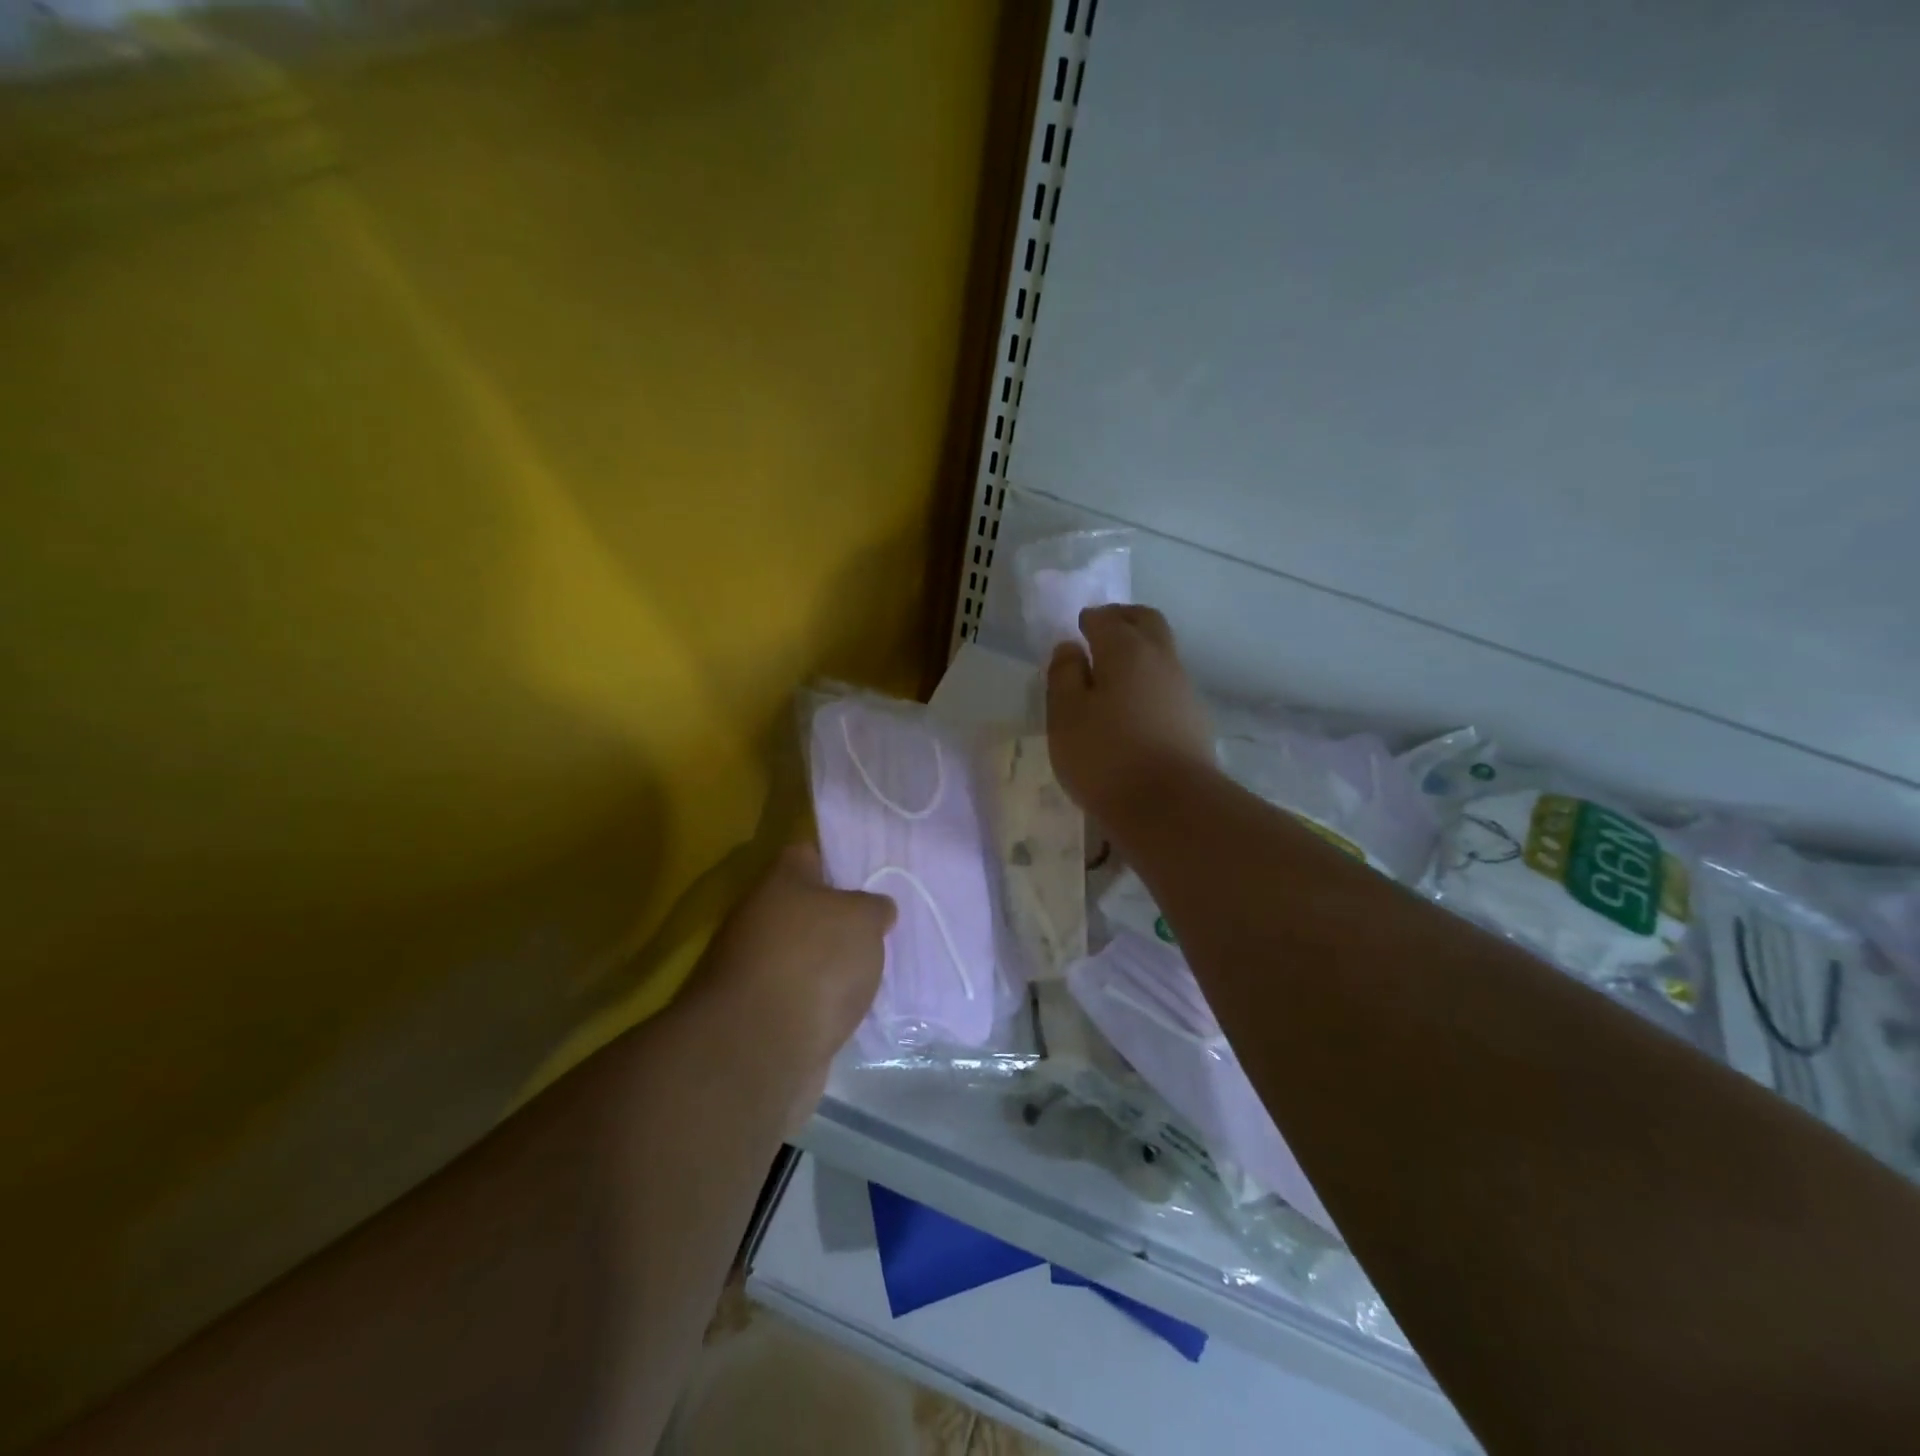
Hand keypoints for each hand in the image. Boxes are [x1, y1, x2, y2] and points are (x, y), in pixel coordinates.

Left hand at [693, 843, 893, 1134]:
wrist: (761, 1050)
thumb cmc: (814, 962)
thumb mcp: (863, 919)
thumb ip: (874, 907)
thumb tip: (875, 910)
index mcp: (780, 881)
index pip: (807, 853)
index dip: (838, 860)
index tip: (870, 876)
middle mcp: (758, 918)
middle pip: (804, 908)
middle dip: (839, 919)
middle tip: (880, 929)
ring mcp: (753, 969)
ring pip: (802, 955)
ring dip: (830, 965)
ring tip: (873, 973)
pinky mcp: (758, 1016)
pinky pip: (799, 997)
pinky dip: (821, 1004)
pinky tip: (851, 1011)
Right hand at [1046, 604, 1214, 822]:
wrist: (1171, 807)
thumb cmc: (1105, 756)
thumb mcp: (1065, 715)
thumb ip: (1063, 675)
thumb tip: (1070, 648)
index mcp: (1126, 650)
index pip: (1106, 618)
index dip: (1089, 620)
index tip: (1077, 629)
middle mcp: (1161, 660)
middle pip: (1147, 622)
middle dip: (1123, 619)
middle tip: (1101, 631)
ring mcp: (1183, 689)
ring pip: (1162, 653)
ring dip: (1139, 652)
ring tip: (1112, 676)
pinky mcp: (1194, 720)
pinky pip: (1168, 685)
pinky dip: (1149, 682)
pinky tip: (1132, 709)